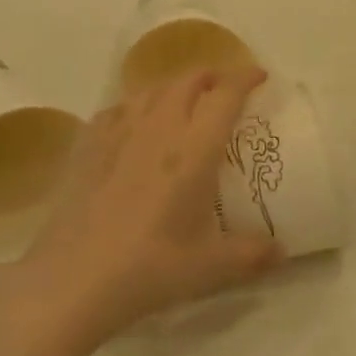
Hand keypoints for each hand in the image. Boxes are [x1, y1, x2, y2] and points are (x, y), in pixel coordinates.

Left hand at [22, 67, 283, 341]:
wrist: (74, 280)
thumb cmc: (149, 268)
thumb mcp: (211, 268)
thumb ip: (252, 255)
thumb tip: (282, 252)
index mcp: (195, 147)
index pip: (226, 94)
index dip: (246, 78)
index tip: (260, 76)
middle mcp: (160, 127)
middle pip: (189, 79)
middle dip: (212, 76)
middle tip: (225, 90)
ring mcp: (119, 132)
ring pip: (152, 88)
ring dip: (175, 86)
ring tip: (184, 102)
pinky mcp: (88, 145)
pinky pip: (117, 109)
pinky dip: (135, 107)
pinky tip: (134, 125)